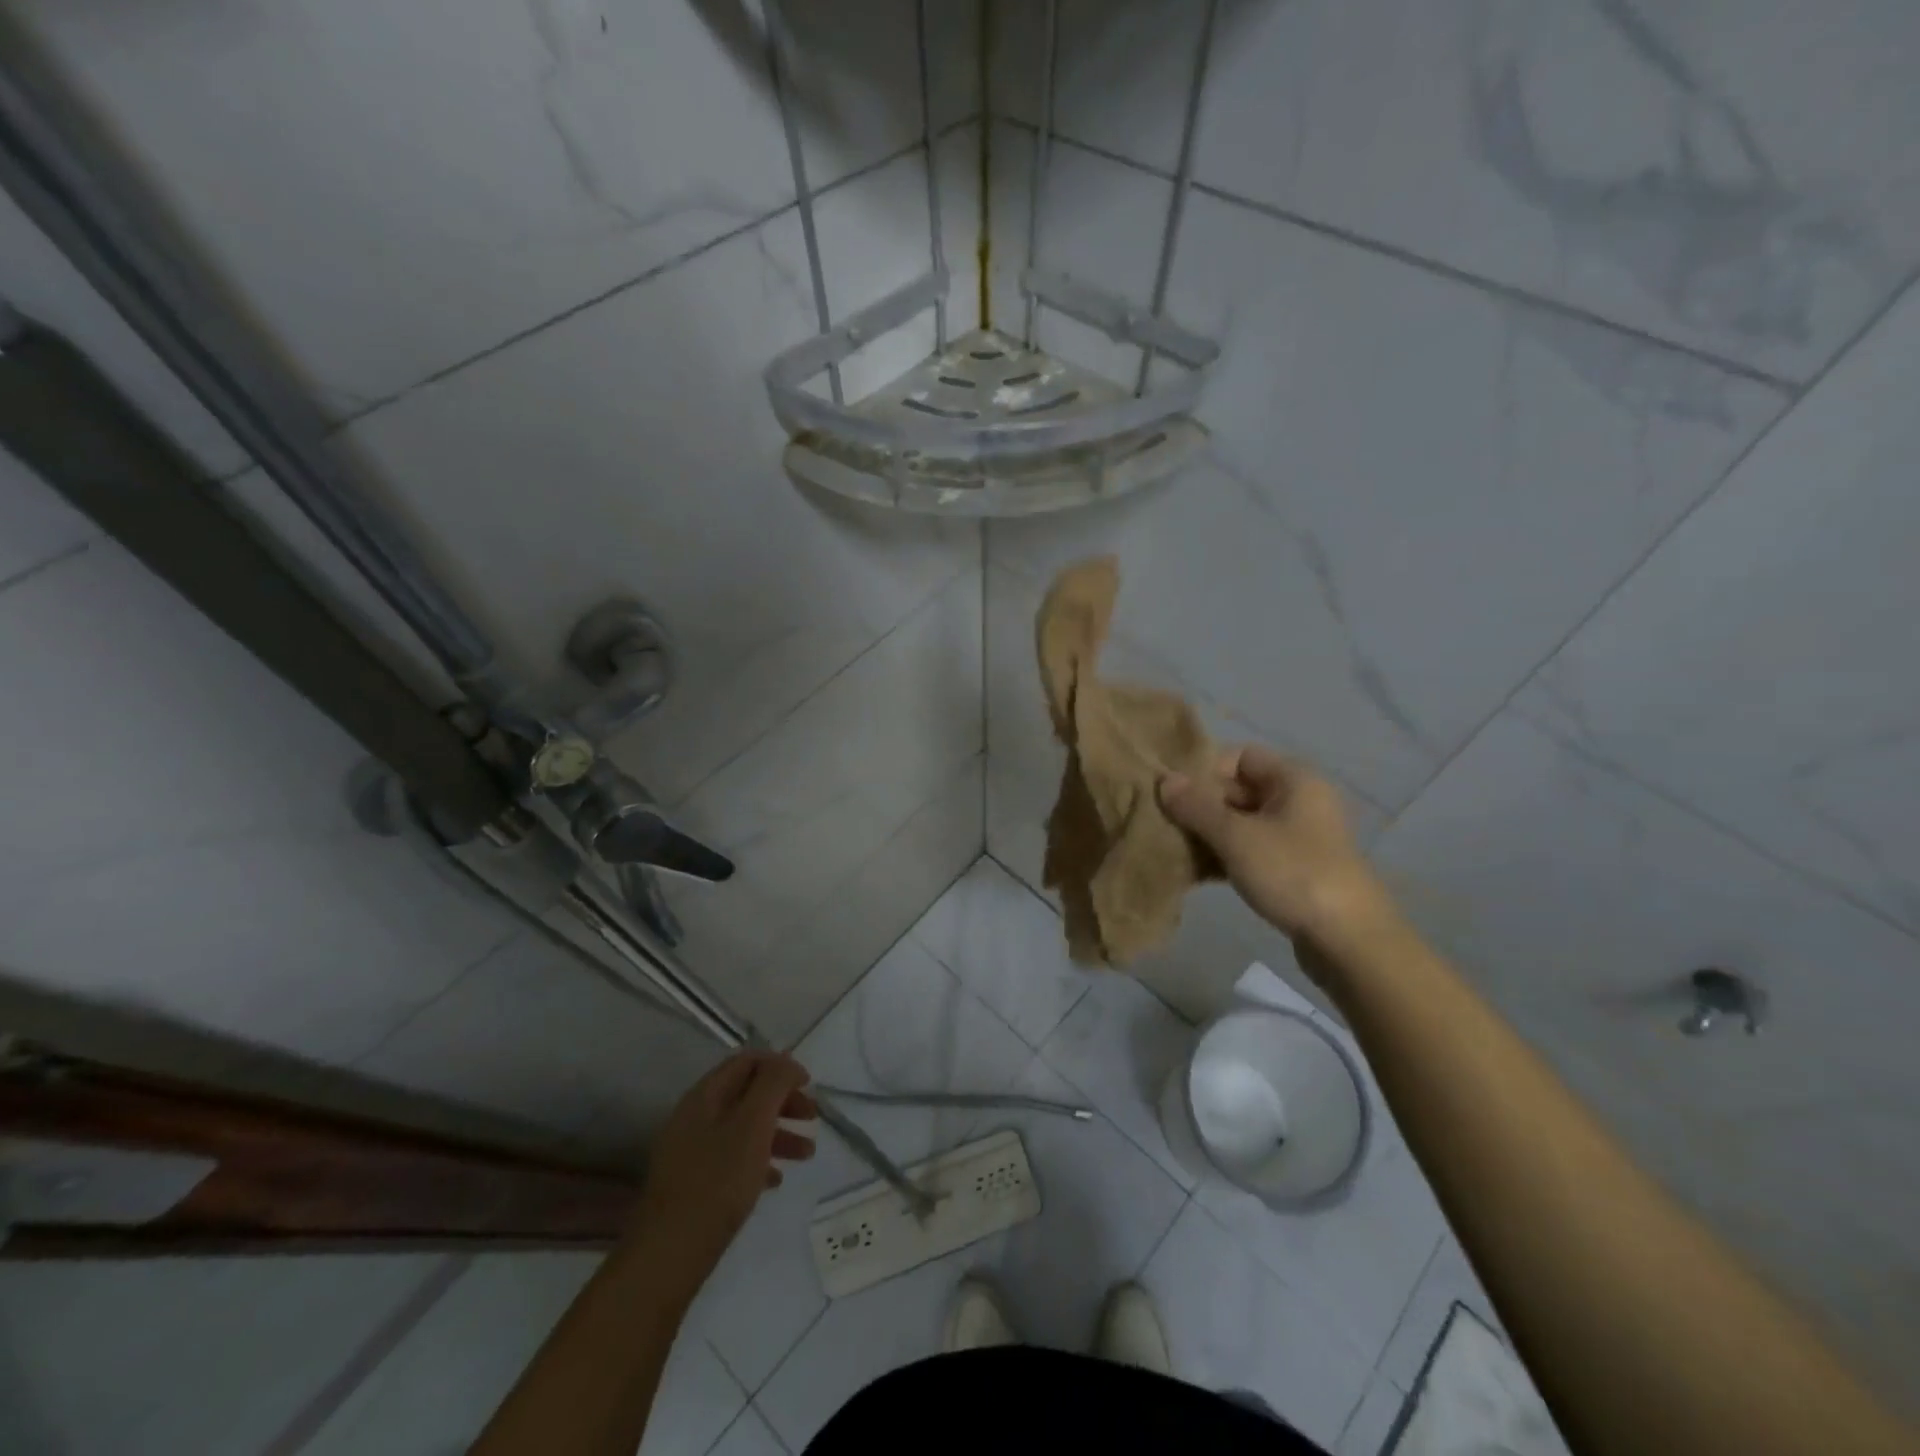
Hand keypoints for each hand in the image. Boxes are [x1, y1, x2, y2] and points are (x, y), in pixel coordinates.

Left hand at [630, 1050, 816, 1296]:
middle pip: (747, 1093)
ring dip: (778, 1133)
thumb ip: (773, 1084)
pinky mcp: (693, 1182)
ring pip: (743, 1127)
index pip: (747, 1060)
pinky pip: (732, 1158)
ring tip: (807, 1154)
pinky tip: (775, 1181)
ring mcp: (691, 1150)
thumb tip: (787, 1062)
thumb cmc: (717, 1181)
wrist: (668, 1254)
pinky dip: (758, 1160)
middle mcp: (695, 1115)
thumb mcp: (753, 1123)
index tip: (808, 1085)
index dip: (781, 1066)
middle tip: (812, 1118)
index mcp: (706, 1094)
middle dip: (783, 1101)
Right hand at [1160, 746, 1388, 947]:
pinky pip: (1251, 850)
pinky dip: (1225, 856)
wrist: (1349, 941)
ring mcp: (1299, 837)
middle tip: (1165, 824)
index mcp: (1294, 779)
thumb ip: (1197, 806)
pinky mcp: (1295, 869)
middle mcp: (1299, 800)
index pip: (1240, 756)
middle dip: (1201, 805)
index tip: (1174, 795)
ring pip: (1242, 823)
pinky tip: (1196, 873)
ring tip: (1175, 850)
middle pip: (1239, 789)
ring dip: (1209, 834)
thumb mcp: (1236, 836)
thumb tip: (1165, 779)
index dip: (1205, 770)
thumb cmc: (1293, 874)